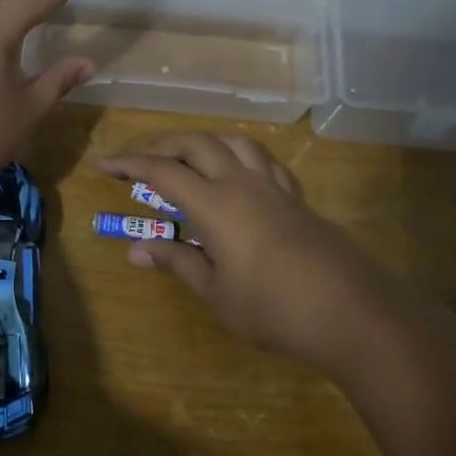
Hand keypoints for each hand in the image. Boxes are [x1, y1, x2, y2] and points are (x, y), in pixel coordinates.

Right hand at [99, 133, 391, 373]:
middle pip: (197, 143)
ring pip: (234, 142)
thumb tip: (136, 250)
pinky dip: (239, 155)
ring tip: (186, 158)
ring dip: (203, 141)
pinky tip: (237, 174)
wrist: (352, 313)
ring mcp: (274, 187)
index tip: (103, 164)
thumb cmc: (274, 309)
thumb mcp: (216, 293)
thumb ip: (178, 262)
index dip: (129, 163)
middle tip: (138, 160)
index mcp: (216, 205)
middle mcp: (243, 184)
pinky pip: (264, 160)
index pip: (163, 171)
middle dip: (161, 144)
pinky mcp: (297, 198)